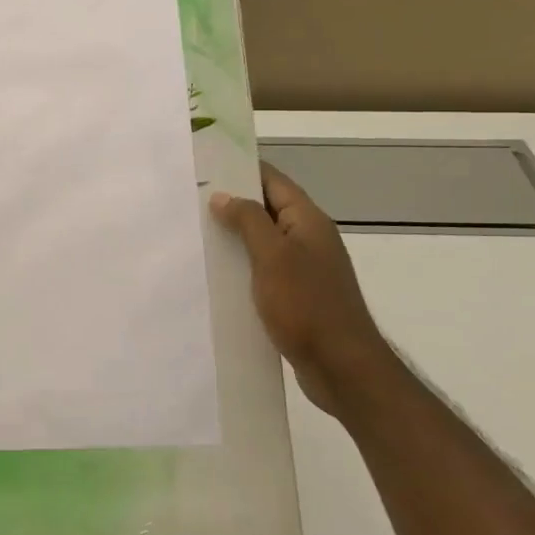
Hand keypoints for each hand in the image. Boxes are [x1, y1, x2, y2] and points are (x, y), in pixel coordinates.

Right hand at [211, 163, 394, 425]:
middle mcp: (309, 238)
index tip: (206, 166)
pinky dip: (244, 267)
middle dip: (233, 203)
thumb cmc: (307, 305)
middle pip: (268, 209)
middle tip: (190, 200)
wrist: (343, 368)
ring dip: (236, 238)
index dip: (242, 169)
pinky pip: (266, 270)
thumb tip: (223, 195)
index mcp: (308, 220)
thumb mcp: (273, 256)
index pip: (273, 180)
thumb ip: (248, 220)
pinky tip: (218, 275)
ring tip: (196, 234)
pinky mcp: (298, 296)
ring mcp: (306, 268)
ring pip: (264, 242)